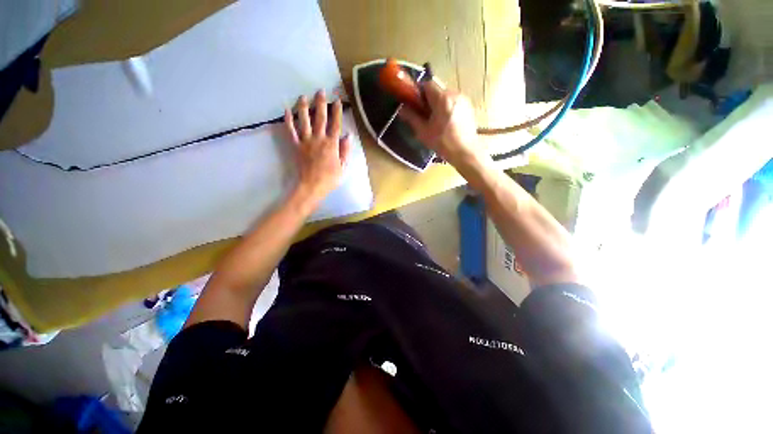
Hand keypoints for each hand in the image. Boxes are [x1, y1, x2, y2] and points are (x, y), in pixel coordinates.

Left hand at [284, 90, 350, 203]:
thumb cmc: (330, 178)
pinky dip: (288, 121)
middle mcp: (318, 139)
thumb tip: (348, 136)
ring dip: (303, 107)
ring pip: (304, 121)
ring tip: (303, 96)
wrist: (312, 186)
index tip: (337, 100)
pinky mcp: (296, 146)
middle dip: (321, 103)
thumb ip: (345, 151)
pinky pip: (291, 131)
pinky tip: (286, 111)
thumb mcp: (343, 167)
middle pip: (320, 118)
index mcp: (332, 144)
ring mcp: (305, 141)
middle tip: (320, 91)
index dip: (337, 112)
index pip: (336, 124)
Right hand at [399, 81, 481, 167]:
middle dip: (429, 100)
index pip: (427, 84)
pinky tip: (447, 123)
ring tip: (436, 121)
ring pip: (446, 96)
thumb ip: (412, 118)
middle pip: (437, 90)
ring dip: (438, 104)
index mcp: (442, 98)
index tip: (415, 104)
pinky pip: (454, 102)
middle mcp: (454, 94)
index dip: (419, 93)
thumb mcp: (423, 132)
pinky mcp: (469, 107)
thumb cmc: (443, 143)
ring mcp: (464, 100)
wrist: (465, 152)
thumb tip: (401, 109)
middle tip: (425, 115)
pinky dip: (448, 108)